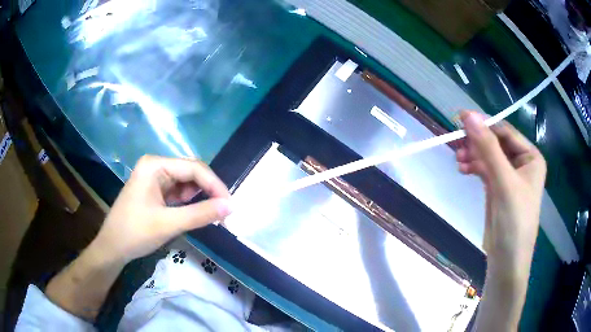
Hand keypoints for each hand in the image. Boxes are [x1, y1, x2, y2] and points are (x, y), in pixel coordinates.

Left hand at [92, 155, 232, 263]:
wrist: (112, 248)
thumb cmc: (136, 232)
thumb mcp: (169, 224)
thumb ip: (201, 213)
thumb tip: (231, 206)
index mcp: (155, 165)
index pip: (193, 168)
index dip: (214, 185)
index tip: (230, 205)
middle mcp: (155, 166)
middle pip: (190, 172)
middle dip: (208, 190)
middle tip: (223, 211)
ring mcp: (154, 178)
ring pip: (185, 182)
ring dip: (199, 196)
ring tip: (210, 214)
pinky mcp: (154, 190)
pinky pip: (177, 191)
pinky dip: (188, 202)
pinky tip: (193, 212)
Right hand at [456, 111, 545, 330]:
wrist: (506, 261)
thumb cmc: (514, 220)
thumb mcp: (503, 182)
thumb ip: (488, 148)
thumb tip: (468, 115)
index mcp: (531, 157)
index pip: (505, 132)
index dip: (485, 124)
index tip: (460, 119)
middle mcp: (522, 163)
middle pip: (496, 143)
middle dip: (477, 143)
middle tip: (456, 143)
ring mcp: (509, 176)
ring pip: (488, 156)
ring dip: (473, 155)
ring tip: (458, 160)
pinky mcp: (498, 188)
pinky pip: (485, 169)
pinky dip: (474, 167)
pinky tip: (463, 168)